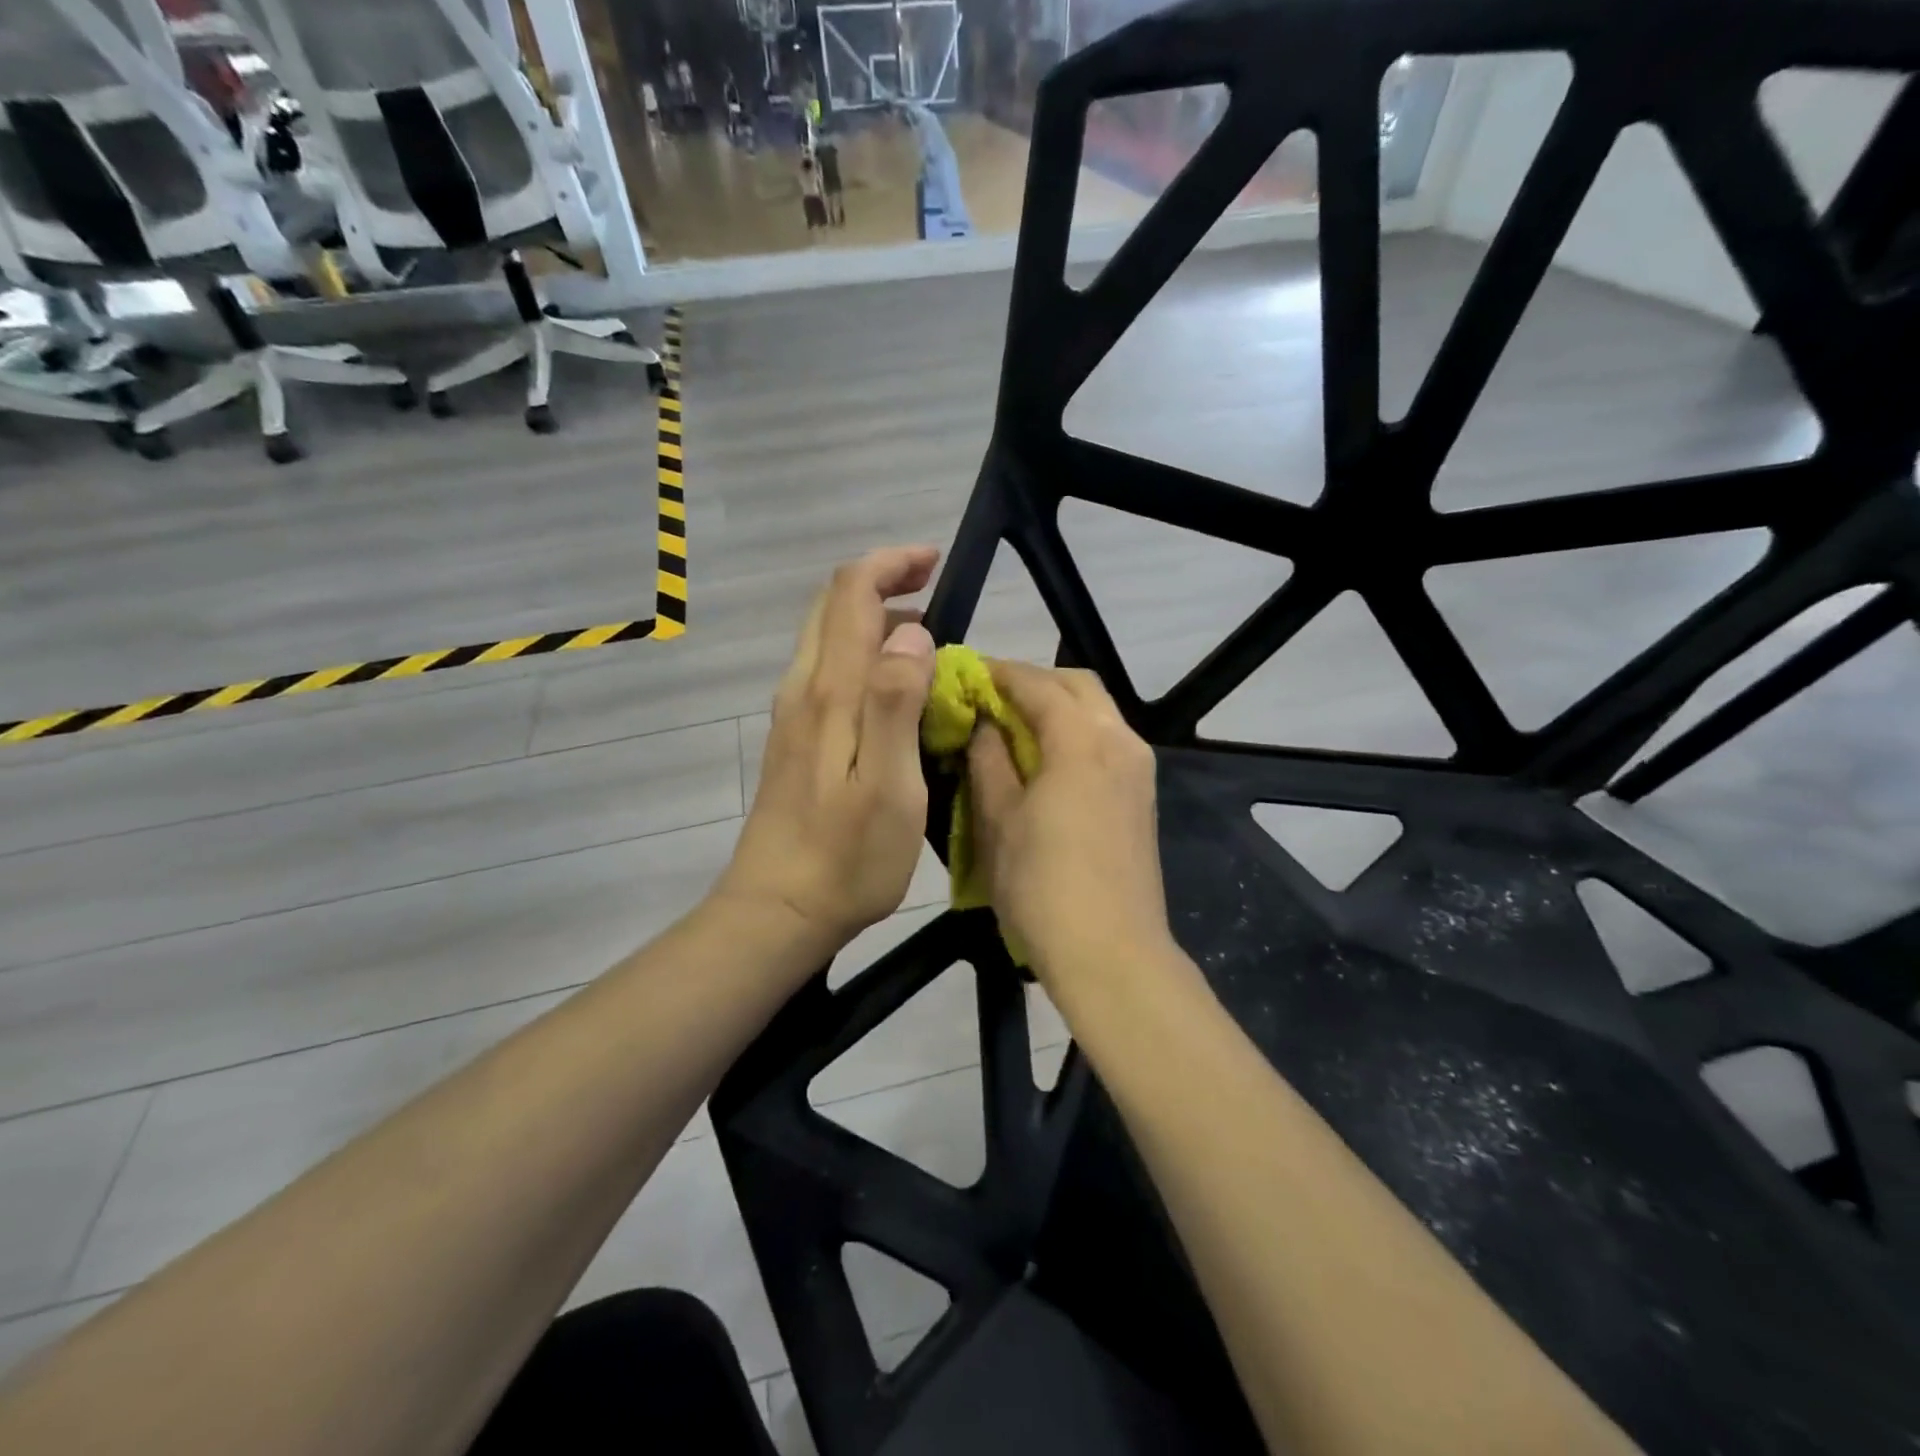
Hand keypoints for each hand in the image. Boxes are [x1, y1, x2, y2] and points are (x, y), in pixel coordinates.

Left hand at [716, 546, 939, 953]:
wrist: (778, 911)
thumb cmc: (846, 857)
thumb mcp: (889, 785)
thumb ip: (896, 702)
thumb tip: (911, 631)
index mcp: (830, 693)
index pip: (850, 594)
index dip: (890, 563)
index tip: (935, 562)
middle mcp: (803, 690)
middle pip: (832, 607)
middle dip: (881, 580)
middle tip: (934, 588)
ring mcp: (793, 715)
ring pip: (828, 638)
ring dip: (873, 618)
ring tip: (927, 637)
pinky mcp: (794, 741)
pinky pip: (827, 672)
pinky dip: (862, 654)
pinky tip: (895, 688)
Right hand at [967, 661, 1174, 987]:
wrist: (1112, 954)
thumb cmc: (1042, 887)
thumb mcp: (999, 821)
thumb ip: (989, 761)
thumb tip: (983, 724)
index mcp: (1082, 741)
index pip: (1038, 684)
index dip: (999, 673)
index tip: (966, 672)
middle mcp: (1120, 742)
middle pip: (1077, 686)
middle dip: (1033, 681)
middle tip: (990, 696)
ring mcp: (1138, 769)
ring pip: (1097, 712)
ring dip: (1056, 706)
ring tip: (1012, 726)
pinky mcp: (1142, 796)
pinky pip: (1107, 741)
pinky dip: (1075, 732)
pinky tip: (1044, 758)